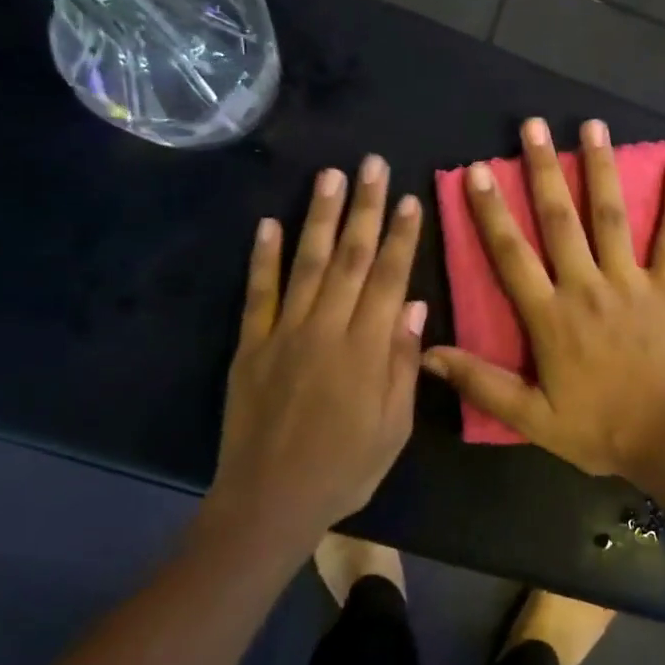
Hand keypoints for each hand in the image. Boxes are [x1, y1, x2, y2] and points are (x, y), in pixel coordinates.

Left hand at [209, 156, 424, 545]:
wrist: (269, 501)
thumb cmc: (345, 469)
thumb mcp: (393, 428)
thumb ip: (403, 364)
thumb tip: (414, 306)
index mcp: (366, 351)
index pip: (388, 279)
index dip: (400, 236)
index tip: (409, 199)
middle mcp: (325, 330)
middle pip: (350, 258)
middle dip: (364, 208)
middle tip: (372, 164)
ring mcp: (283, 333)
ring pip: (307, 263)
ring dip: (319, 217)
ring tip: (330, 175)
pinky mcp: (249, 345)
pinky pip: (257, 293)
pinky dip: (263, 257)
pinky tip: (268, 223)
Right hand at [423, 118, 664, 479]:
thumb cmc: (600, 430)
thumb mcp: (531, 417)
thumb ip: (481, 383)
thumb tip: (428, 354)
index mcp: (550, 315)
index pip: (511, 254)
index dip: (491, 211)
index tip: (478, 171)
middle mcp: (587, 287)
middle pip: (559, 219)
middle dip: (542, 170)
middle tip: (532, 125)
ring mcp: (632, 283)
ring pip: (611, 217)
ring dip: (600, 169)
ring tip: (591, 125)